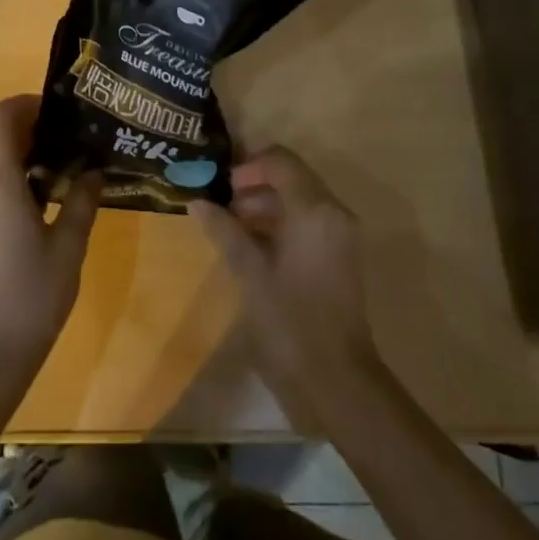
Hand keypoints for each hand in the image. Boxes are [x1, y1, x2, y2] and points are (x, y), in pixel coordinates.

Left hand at [0, 95, 100, 383]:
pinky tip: (39, 214)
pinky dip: (10, 189)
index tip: (56, 112)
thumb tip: (93, 171)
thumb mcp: (69, 247)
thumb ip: (82, 201)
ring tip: (63, 181)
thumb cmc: (32, 297)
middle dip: (32, 136)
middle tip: (72, 147)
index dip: (24, 104)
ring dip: (23, 165)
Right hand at [191, 147, 382, 420]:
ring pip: (300, 199)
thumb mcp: (249, 273)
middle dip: (254, 186)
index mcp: (314, 210)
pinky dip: (282, 223)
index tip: (221, 189)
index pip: (281, 161)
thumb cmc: (289, 321)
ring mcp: (341, 234)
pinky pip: (309, 220)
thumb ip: (224, 231)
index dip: (248, 167)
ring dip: (266, 205)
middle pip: (292, 177)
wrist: (336, 378)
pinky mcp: (341, 254)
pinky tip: (254, 247)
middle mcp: (334, 212)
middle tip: (221, 210)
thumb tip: (197, 201)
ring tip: (232, 230)